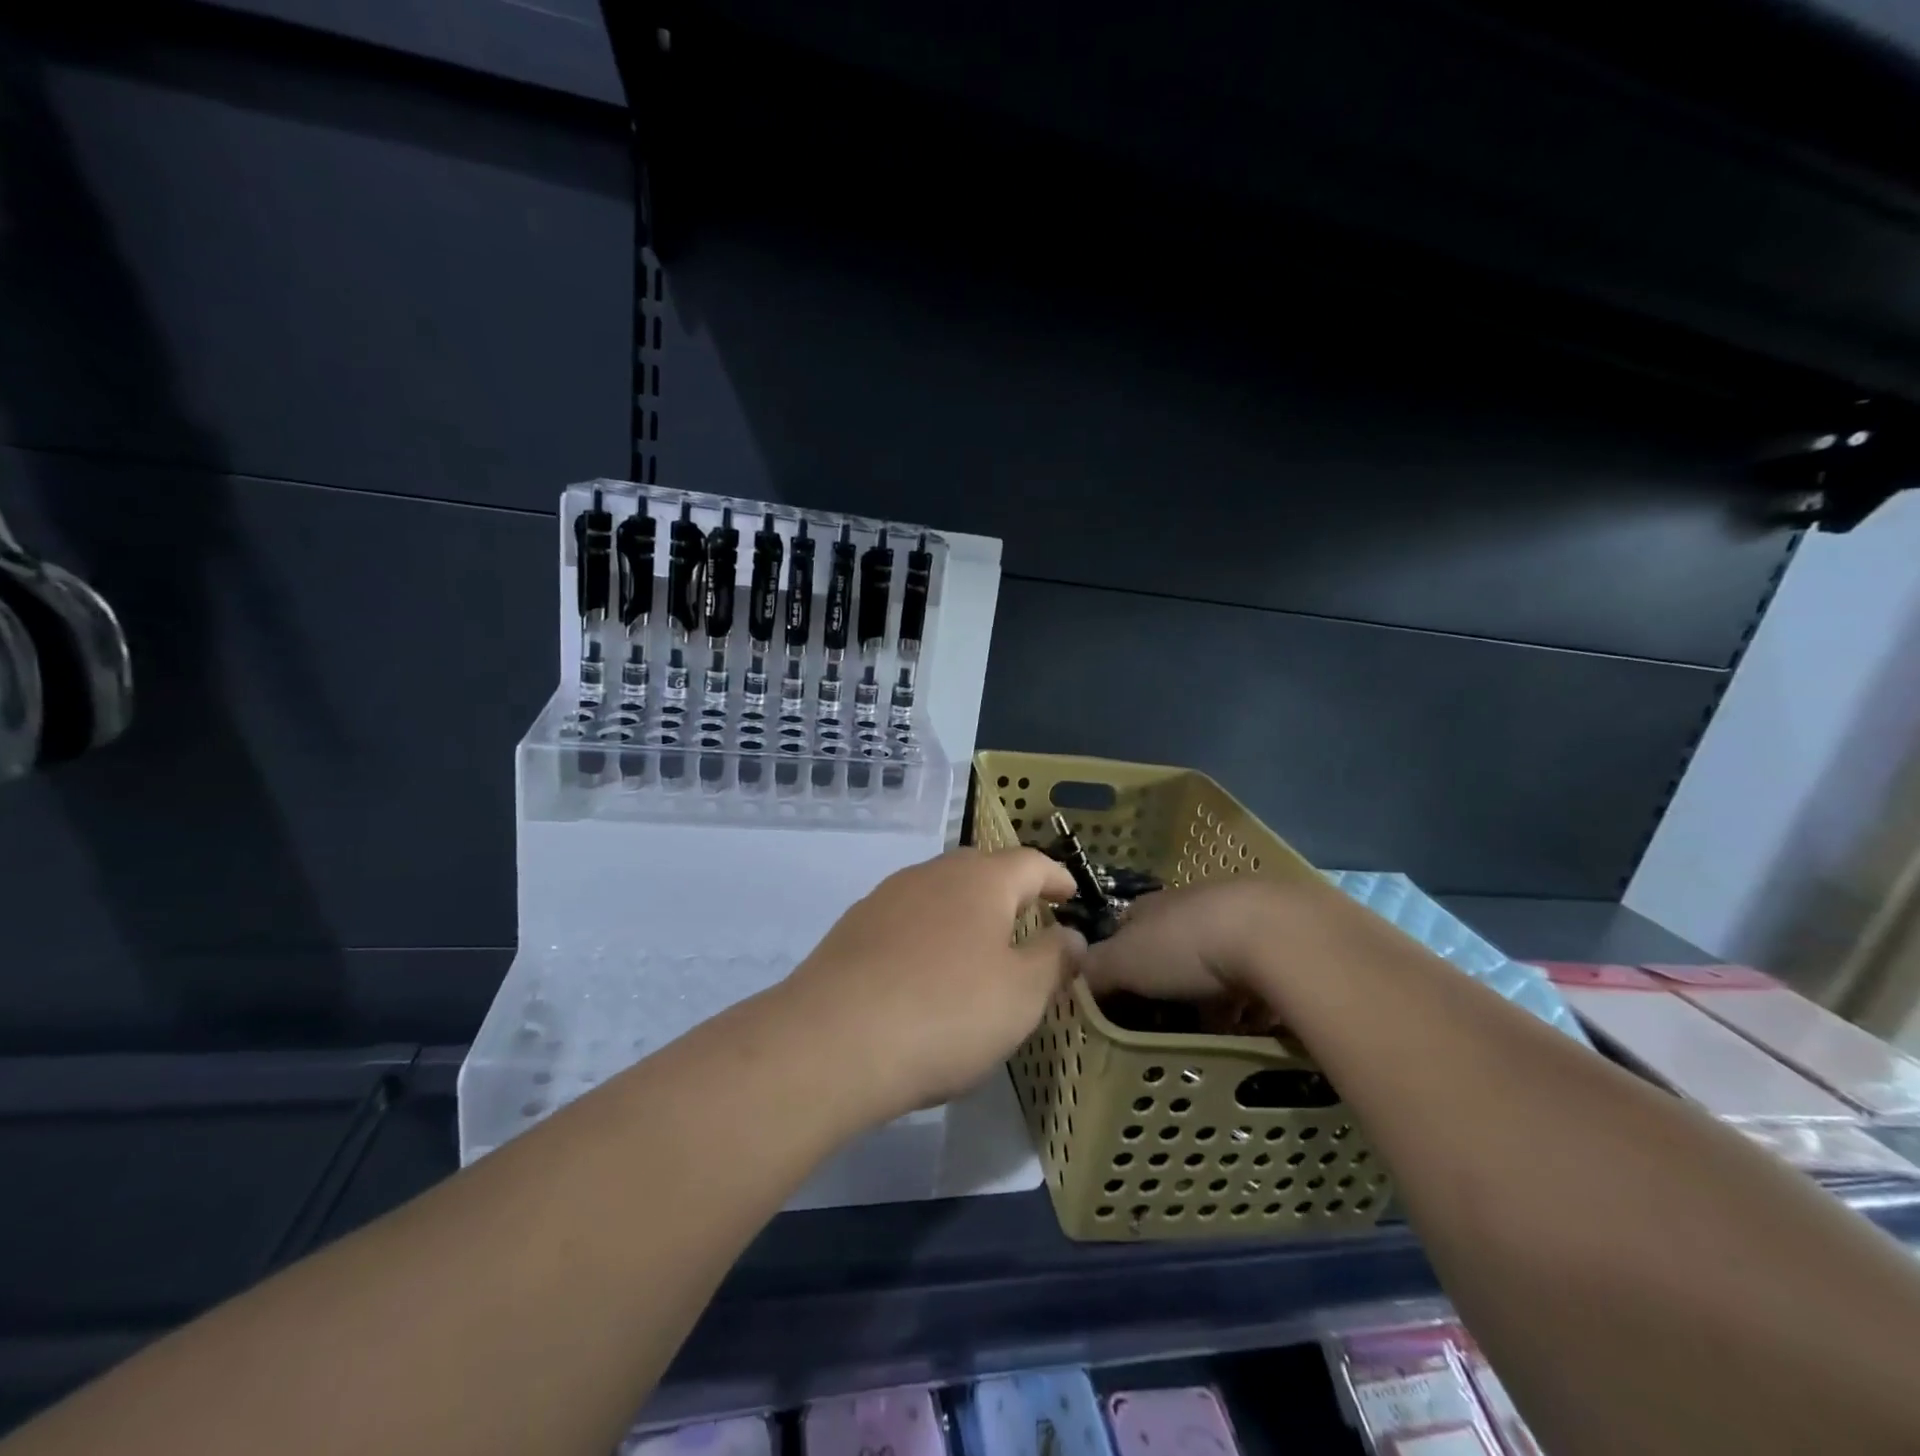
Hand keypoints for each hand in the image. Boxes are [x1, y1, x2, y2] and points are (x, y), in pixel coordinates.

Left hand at [780, 848, 1083, 1121]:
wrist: (832, 1042)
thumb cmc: (946, 1013)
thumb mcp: (1021, 995)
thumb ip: (1054, 959)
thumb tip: (1072, 936)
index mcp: (980, 880)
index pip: (1030, 862)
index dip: (1055, 877)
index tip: (1070, 894)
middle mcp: (932, 874)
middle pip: (981, 869)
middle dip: (1009, 891)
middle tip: (1029, 919)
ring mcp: (886, 897)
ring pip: (940, 892)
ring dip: (966, 912)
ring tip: (980, 947)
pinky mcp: (853, 928)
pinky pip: (907, 919)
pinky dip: (930, 934)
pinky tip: (927, 970)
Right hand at [1081, 877, 1299, 1004]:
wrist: (1274, 936)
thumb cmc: (1187, 946)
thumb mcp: (1125, 962)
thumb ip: (1094, 970)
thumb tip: (1068, 978)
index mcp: (1153, 906)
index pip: (1126, 926)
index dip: (1120, 958)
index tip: (1120, 994)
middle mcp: (1194, 903)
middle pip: (1174, 944)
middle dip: (1171, 980)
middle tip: (1170, 1021)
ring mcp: (1240, 917)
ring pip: (1219, 960)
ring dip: (1216, 992)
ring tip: (1218, 1031)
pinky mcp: (1282, 939)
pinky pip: (1260, 975)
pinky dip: (1254, 999)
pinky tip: (1256, 1024)